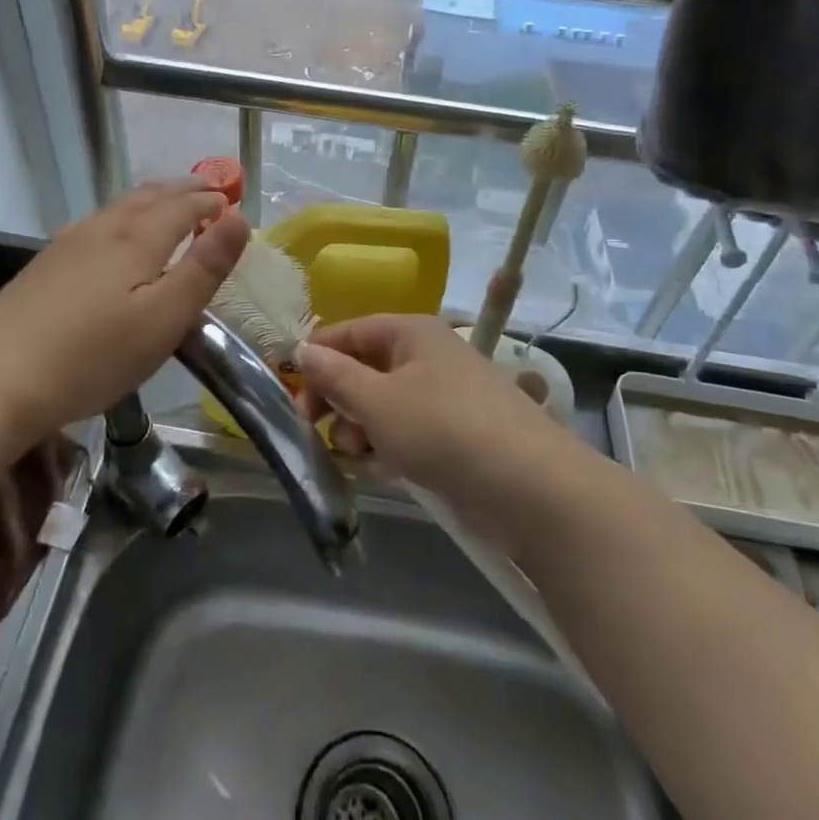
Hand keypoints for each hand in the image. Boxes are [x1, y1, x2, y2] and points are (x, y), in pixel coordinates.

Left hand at [0, 180, 249, 446]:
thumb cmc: (92, 355)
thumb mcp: (164, 318)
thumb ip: (204, 268)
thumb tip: (240, 218)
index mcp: (137, 239)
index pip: (182, 206)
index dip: (209, 200)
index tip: (230, 198)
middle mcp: (102, 229)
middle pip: (148, 198)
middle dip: (181, 190)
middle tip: (205, 187)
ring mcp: (67, 245)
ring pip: (118, 208)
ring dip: (150, 199)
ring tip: (166, 201)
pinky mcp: (44, 267)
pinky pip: (96, 223)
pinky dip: (121, 216)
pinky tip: (110, 232)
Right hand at [296, 315, 565, 500]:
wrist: (530, 487)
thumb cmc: (443, 428)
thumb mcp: (378, 401)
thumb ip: (335, 376)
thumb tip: (302, 350)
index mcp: (411, 332)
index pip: (349, 332)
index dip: (316, 357)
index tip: (288, 391)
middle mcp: (427, 356)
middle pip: (364, 369)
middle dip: (338, 400)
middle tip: (314, 430)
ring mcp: (444, 396)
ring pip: (383, 405)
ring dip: (361, 429)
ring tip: (360, 455)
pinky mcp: (456, 434)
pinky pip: (406, 432)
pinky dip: (389, 447)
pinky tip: (383, 470)